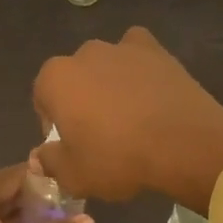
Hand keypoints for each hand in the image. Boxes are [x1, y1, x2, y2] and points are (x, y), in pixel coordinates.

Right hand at [32, 27, 222, 212]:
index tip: (71, 146)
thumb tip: (39, 157)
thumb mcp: (75, 175)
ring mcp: (121, 47)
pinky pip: (137, 54)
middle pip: (75, 78)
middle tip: (100, 134)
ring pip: (106, 66)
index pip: (43, 98)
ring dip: (110, 85)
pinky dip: (138, 67)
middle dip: (81, 101)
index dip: (54, 124)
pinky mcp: (155, 49)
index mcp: (56, 79)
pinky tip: (148, 90)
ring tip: (129, 116)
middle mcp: (84, 54)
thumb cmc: (119, 159)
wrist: (183, 143)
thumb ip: (50, 162)